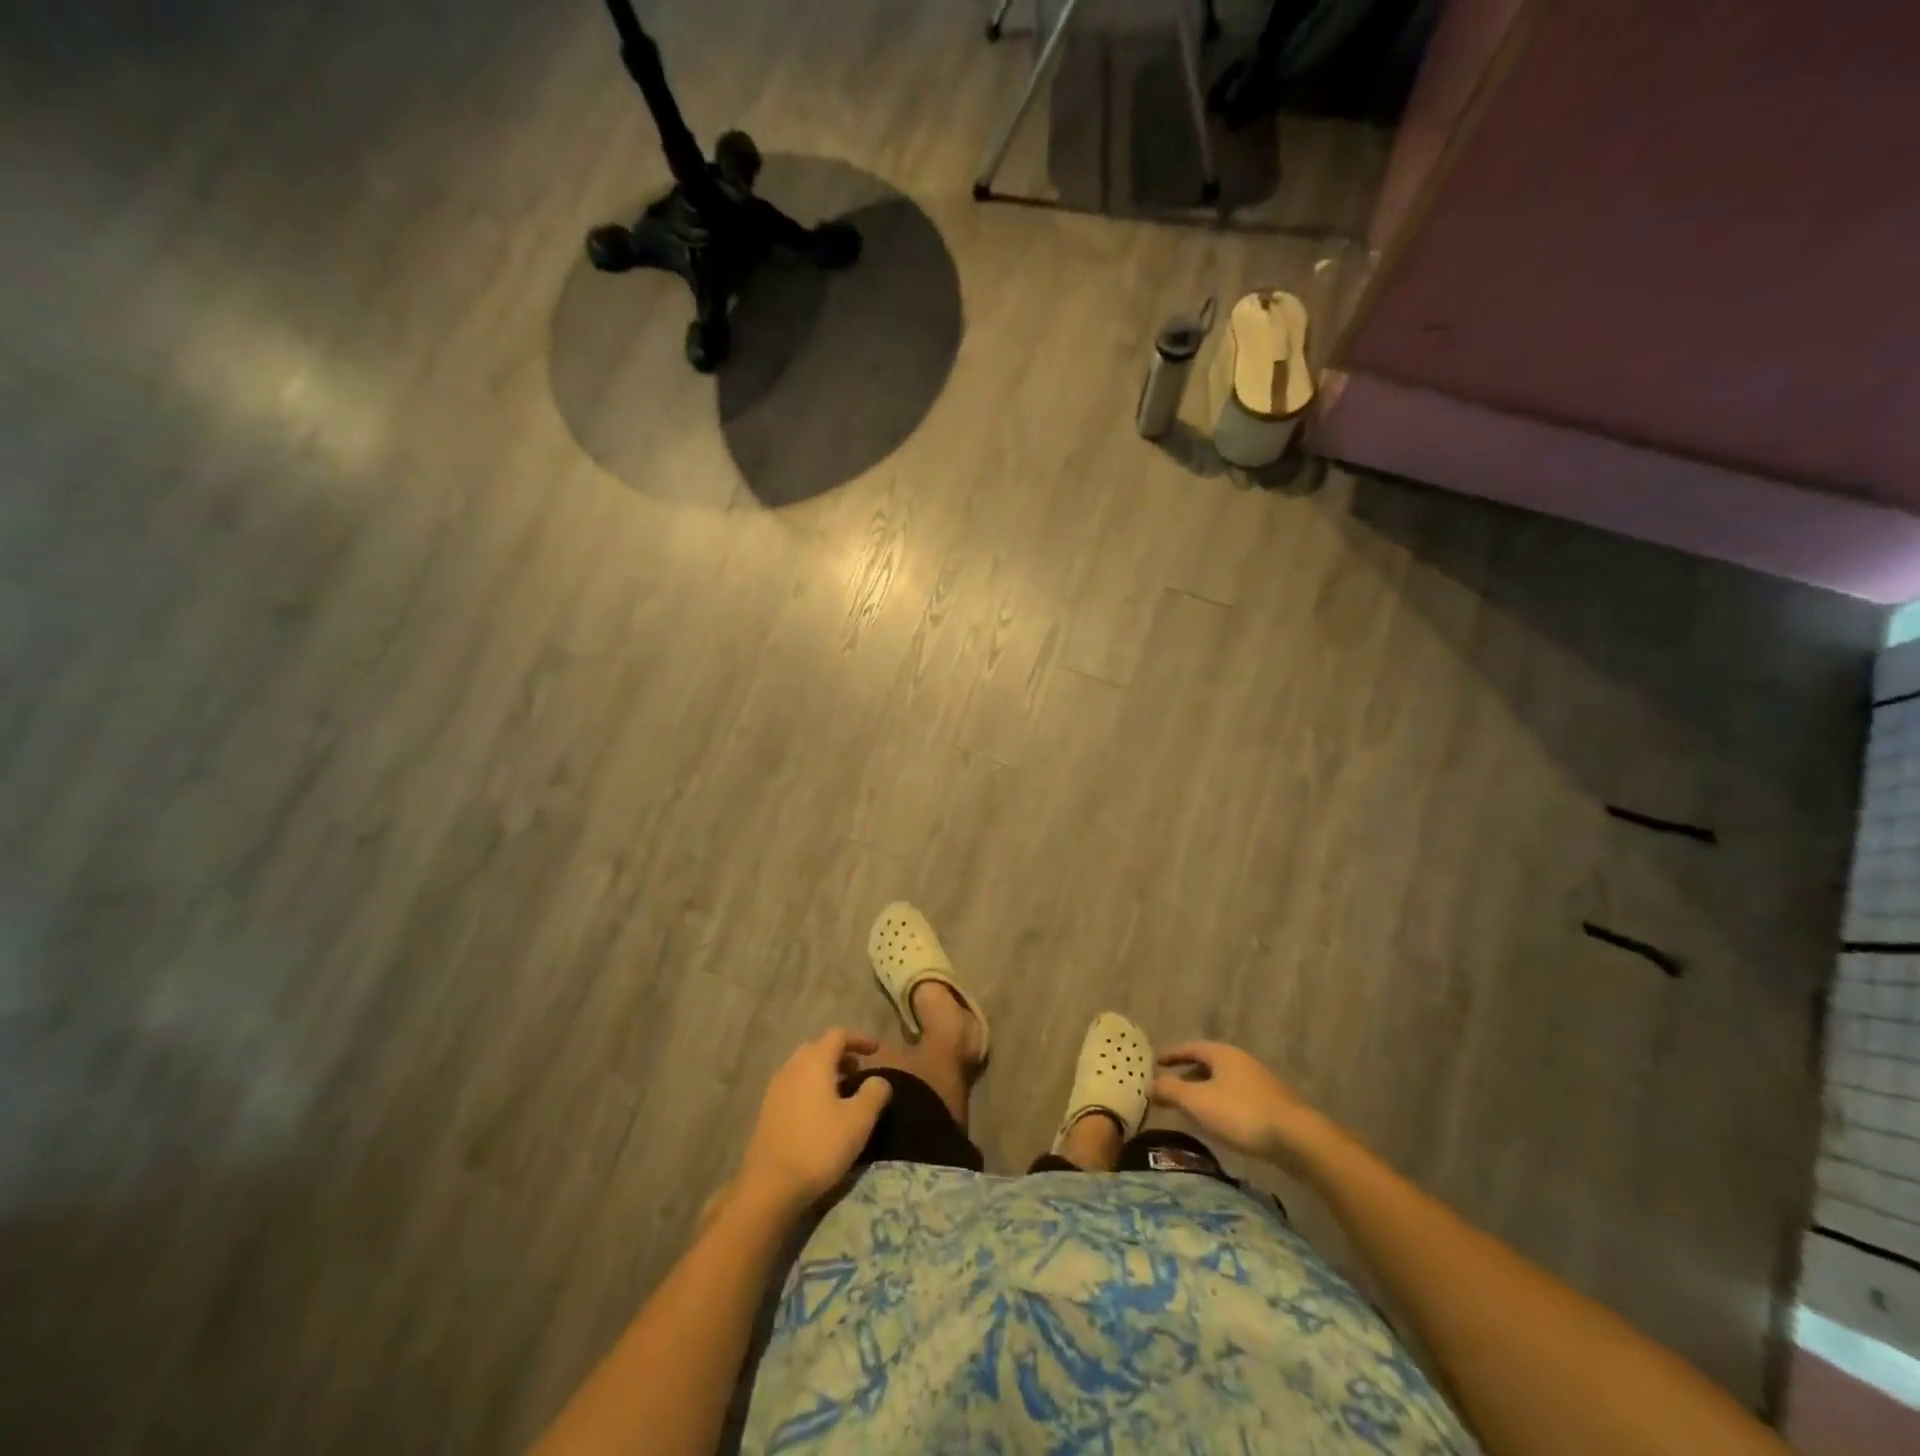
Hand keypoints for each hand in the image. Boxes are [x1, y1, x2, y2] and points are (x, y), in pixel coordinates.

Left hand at [737, 1031, 892, 1216]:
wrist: (770, 1187)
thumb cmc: (819, 1146)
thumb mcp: (858, 1120)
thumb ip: (874, 1093)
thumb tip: (879, 1080)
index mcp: (814, 1062)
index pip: (838, 1035)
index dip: (860, 1039)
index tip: (876, 1050)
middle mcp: (792, 1068)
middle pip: (818, 1048)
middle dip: (841, 1054)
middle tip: (859, 1070)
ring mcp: (775, 1089)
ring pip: (804, 1068)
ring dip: (825, 1072)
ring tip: (843, 1092)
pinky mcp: (767, 1111)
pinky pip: (793, 1086)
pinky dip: (810, 1087)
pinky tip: (820, 1112)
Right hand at [1150, 1042, 1334, 1169]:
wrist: (1297, 1139)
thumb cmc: (1241, 1114)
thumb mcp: (1198, 1102)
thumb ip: (1171, 1091)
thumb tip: (1150, 1084)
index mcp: (1223, 1054)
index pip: (1191, 1048)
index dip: (1173, 1055)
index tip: (1157, 1062)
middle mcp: (1242, 1062)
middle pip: (1209, 1064)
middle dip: (1189, 1075)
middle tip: (1172, 1089)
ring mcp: (1260, 1083)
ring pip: (1225, 1082)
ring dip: (1206, 1092)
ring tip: (1193, 1110)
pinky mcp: (1273, 1105)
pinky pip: (1238, 1098)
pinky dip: (1223, 1105)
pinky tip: (1221, 1124)